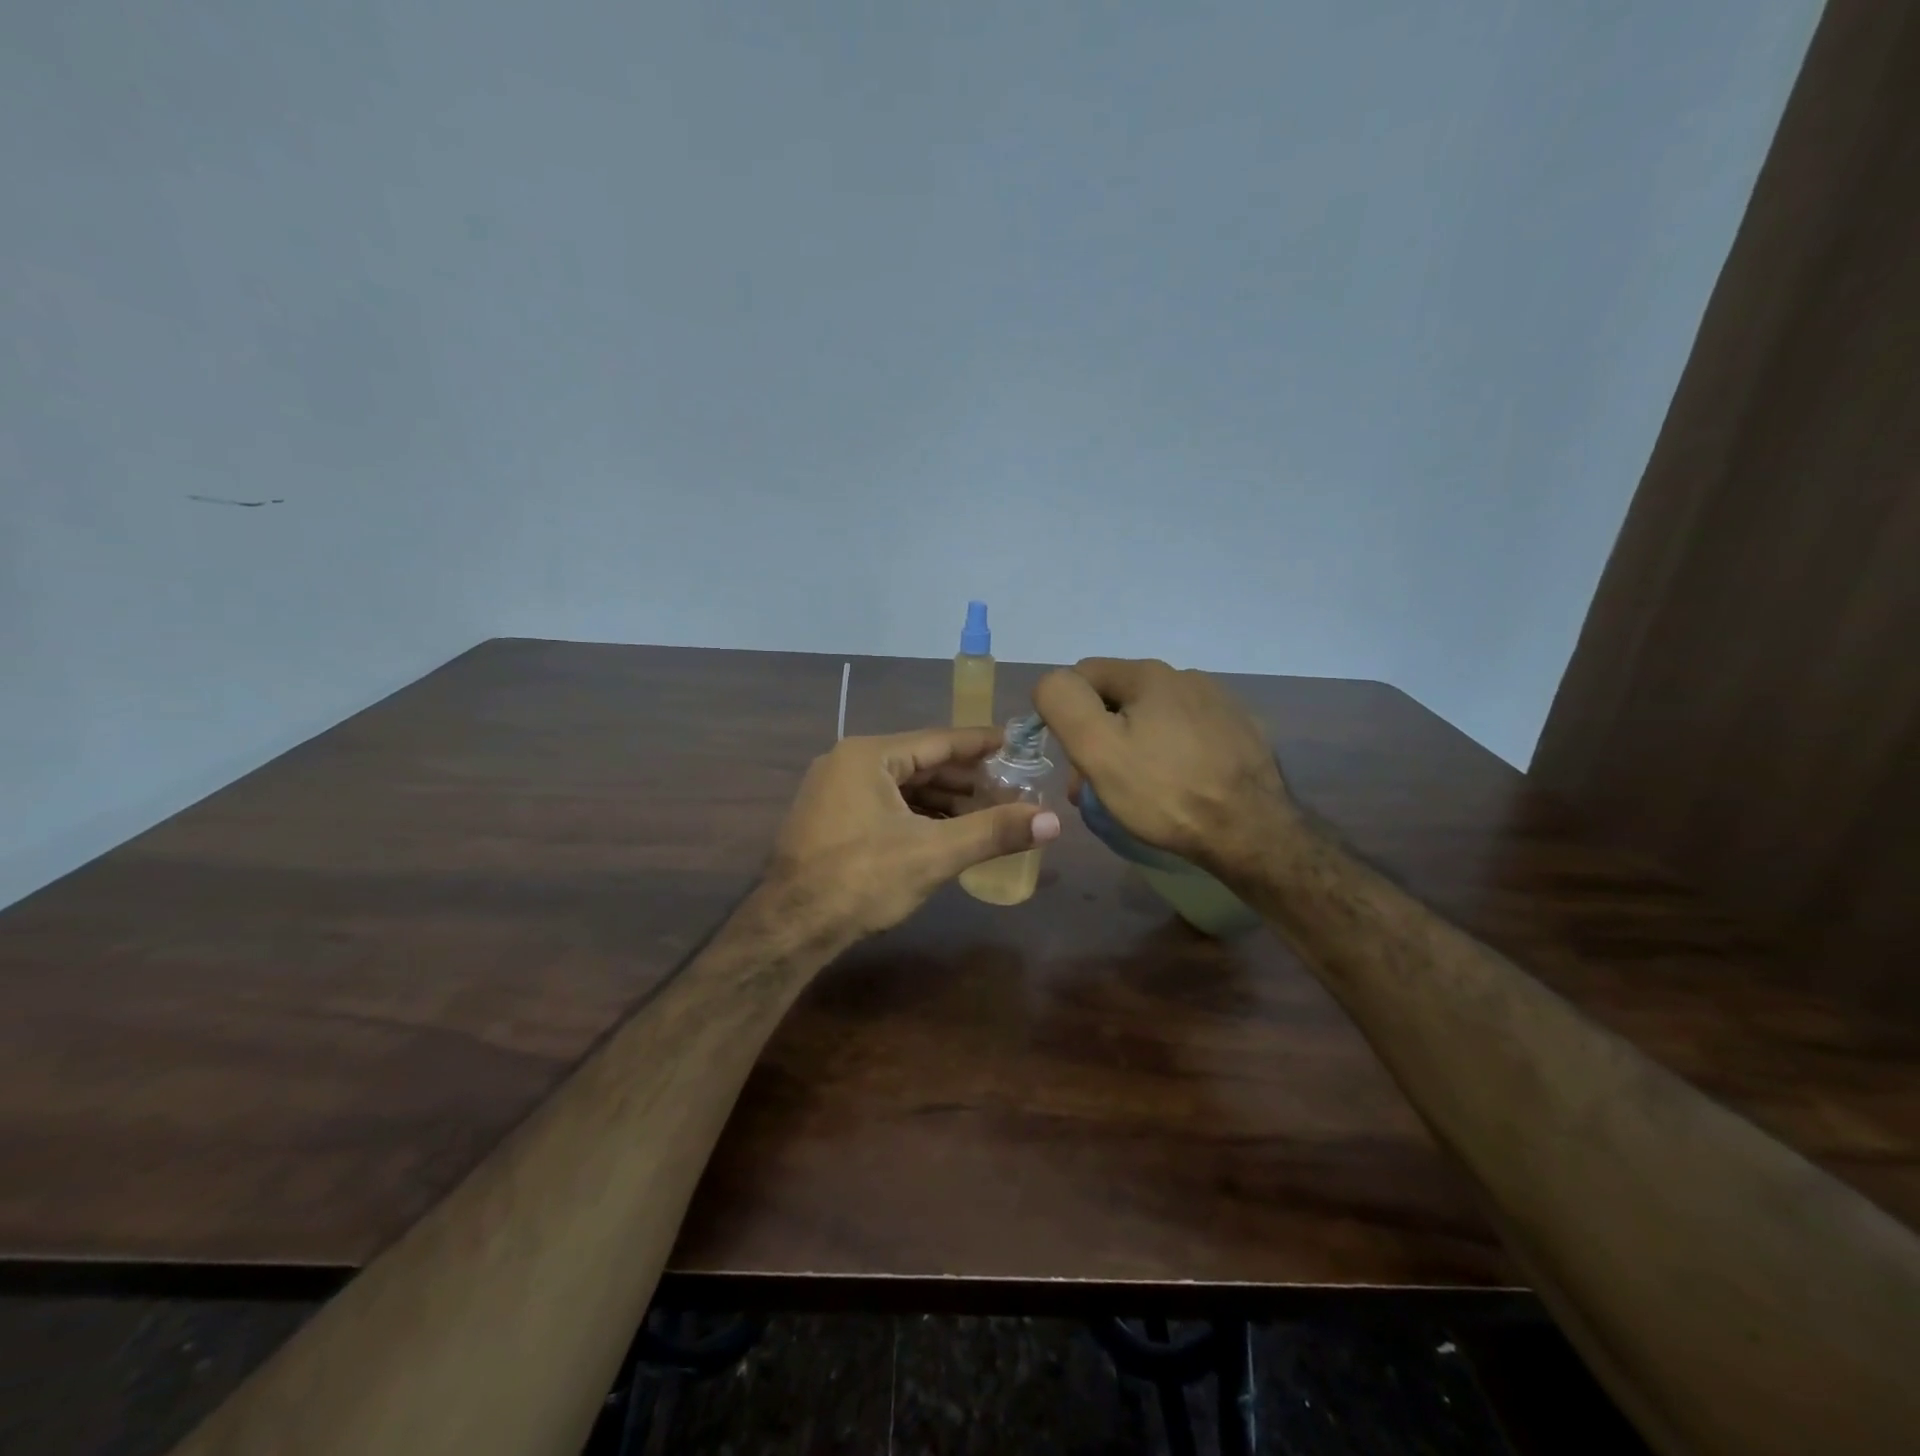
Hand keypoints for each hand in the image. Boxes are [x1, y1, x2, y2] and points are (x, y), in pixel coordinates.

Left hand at [766, 727, 1061, 941]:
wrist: (790, 928)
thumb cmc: (862, 879)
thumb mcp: (934, 853)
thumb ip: (993, 831)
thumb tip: (1052, 821)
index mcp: (869, 756)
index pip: (939, 740)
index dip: (981, 744)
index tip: (1016, 743)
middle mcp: (847, 763)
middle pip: (920, 763)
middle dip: (966, 780)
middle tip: (1010, 789)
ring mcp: (833, 792)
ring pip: (902, 788)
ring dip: (943, 801)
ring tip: (986, 813)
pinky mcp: (829, 820)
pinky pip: (884, 805)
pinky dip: (917, 816)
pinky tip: (945, 833)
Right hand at [1033, 658, 1294, 877]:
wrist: (1252, 832)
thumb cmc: (1165, 792)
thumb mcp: (1097, 749)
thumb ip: (1063, 703)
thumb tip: (1051, 683)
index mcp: (1148, 674)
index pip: (1082, 675)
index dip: (1066, 714)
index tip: (1073, 760)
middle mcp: (1186, 676)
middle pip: (1119, 698)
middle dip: (1100, 735)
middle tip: (1096, 785)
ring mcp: (1219, 702)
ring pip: (1154, 716)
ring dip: (1134, 745)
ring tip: (1137, 790)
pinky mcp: (1241, 731)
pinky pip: (1187, 733)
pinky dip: (1171, 752)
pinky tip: (1178, 784)